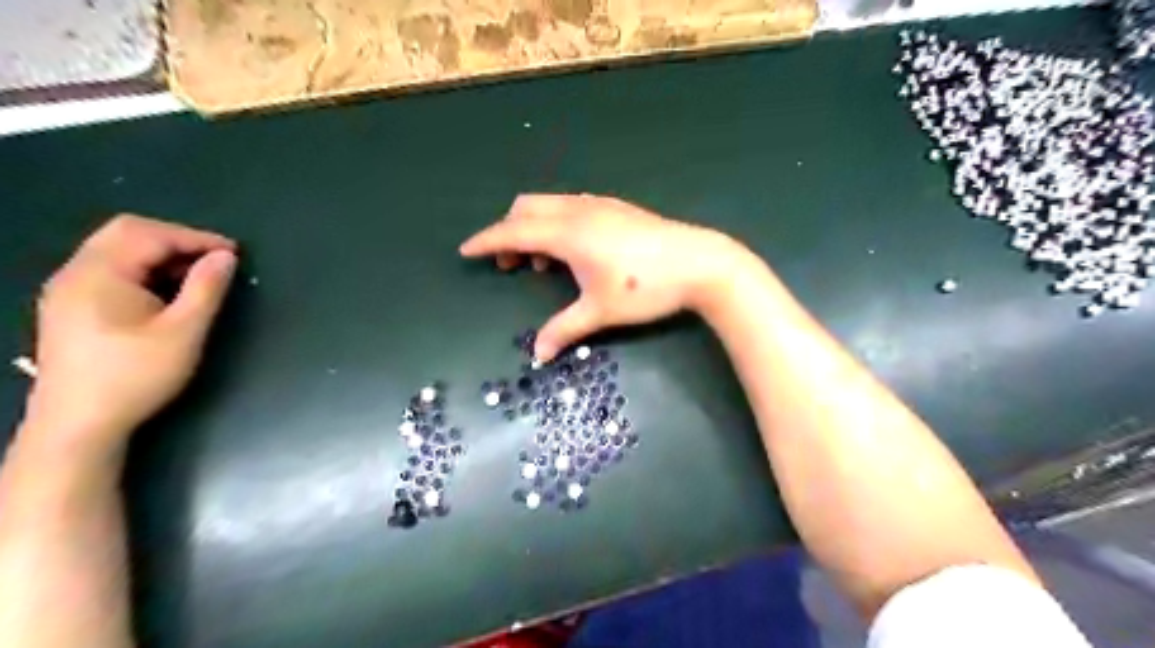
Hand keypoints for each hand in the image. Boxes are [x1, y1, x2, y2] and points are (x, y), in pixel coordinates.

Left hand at [23, 215, 234, 457]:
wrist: (78, 425)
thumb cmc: (136, 376)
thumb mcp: (184, 332)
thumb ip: (206, 289)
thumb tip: (226, 257)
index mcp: (99, 274)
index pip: (149, 234)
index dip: (196, 238)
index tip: (234, 253)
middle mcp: (76, 273)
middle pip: (126, 233)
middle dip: (177, 240)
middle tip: (215, 259)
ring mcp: (68, 290)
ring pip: (117, 250)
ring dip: (161, 254)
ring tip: (198, 276)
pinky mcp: (70, 307)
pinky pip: (110, 270)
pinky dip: (145, 269)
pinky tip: (167, 292)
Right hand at [460, 195, 759, 360]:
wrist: (699, 263)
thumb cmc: (646, 289)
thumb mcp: (600, 312)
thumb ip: (564, 330)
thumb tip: (538, 356)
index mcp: (567, 234)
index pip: (513, 232)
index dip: (487, 241)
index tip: (465, 250)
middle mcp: (578, 212)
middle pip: (526, 208)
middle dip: (509, 232)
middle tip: (510, 265)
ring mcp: (599, 206)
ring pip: (550, 205)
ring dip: (534, 227)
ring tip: (544, 263)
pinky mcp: (617, 208)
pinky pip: (571, 207)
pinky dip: (557, 223)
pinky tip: (574, 250)